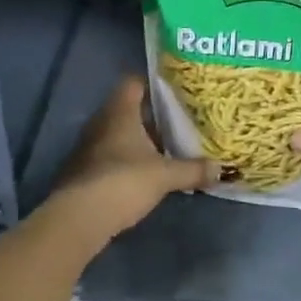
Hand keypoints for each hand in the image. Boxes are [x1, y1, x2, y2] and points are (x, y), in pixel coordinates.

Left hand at [45, 77, 217, 253]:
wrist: (80, 218)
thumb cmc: (124, 181)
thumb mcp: (165, 176)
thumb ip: (192, 170)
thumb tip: (220, 169)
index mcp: (120, 112)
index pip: (133, 82)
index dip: (152, 84)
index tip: (174, 92)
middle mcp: (101, 122)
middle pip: (126, 109)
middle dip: (150, 117)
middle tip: (176, 123)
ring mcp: (88, 146)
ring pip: (117, 134)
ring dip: (137, 140)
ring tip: (164, 149)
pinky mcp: (82, 170)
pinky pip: (108, 155)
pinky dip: (125, 159)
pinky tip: (143, 173)